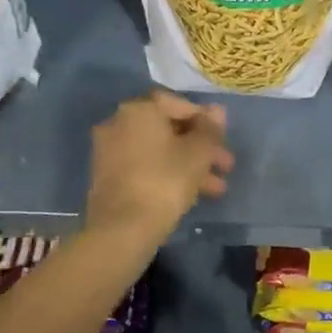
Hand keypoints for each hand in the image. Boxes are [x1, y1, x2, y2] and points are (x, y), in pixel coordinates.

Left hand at [84, 90, 234, 245]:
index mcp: (138, 109)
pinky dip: (166, 174)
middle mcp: (118, 122)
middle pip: (167, 129)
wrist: (122, 229)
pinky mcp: (106, 177)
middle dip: (199, 147)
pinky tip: (191, 194)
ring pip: (158, 151)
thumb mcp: (198, 153)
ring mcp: (108, 151)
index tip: (222, 138)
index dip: (204, 119)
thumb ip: (210, 129)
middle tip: (225, 165)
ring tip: (216, 189)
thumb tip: (217, 110)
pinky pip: (144, 167)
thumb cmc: (165, 181)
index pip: (177, 103)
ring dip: (188, 165)